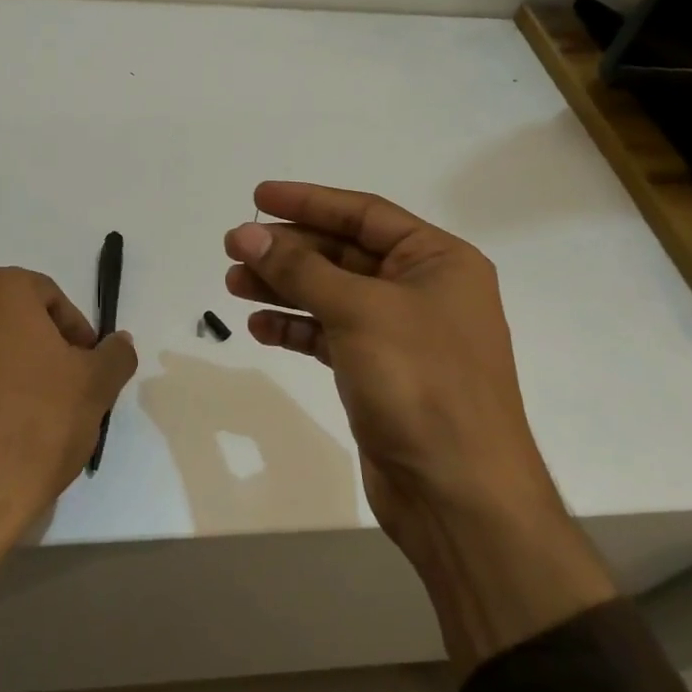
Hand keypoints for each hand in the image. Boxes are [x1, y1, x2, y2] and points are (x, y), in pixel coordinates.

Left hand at [0, 267, 136, 631]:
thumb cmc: (36, 423)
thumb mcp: (95, 386)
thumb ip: (115, 354)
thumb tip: (119, 342)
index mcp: (0, 289)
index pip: (54, 299)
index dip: (79, 334)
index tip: (89, 370)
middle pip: (23, 320)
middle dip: (52, 351)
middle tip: (73, 391)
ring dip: (25, 371)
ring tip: (46, 415)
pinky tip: (13, 429)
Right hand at [223, 182, 612, 669]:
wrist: (458, 494)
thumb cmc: (420, 382)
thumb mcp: (359, 311)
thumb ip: (300, 269)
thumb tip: (247, 235)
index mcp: (438, 260)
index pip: (364, 213)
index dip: (309, 201)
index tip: (258, 197)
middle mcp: (423, 290)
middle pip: (344, 253)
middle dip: (288, 250)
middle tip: (233, 248)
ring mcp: (401, 334)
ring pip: (332, 295)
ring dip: (284, 287)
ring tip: (233, 284)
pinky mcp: (380, 372)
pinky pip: (330, 335)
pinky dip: (297, 328)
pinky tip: (260, 327)